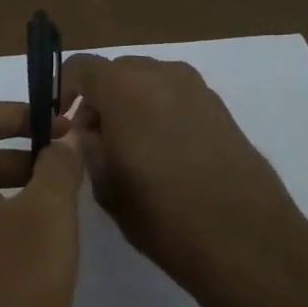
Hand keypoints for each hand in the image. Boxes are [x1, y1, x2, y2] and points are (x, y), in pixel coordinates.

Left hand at [0, 102, 85, 306]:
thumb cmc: (11, 291)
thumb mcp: (49, 219)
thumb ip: (59, 167)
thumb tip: (65, 137)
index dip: (19, 112)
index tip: (58, 129)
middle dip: (20, 156)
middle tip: (64, 176)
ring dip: (9, 192)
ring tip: (53, 218)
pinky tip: (28, 259)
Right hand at [59, 54, 307, 306]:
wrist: (246, 240)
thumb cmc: (164, 216)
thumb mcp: (107, 186)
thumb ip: (87, 147)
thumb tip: (83, 131)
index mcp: (125, 88)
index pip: (81, 67)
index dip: (63, 90)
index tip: (61, 123)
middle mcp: (162, 75)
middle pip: (116, 71)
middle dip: (98, 98)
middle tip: (93, 140)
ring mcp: (197, 89)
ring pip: (148, 81)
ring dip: (130, 104)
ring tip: (129, 149)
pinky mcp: (221, 108)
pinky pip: (175, 96)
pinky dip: (158, 111)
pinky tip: (163, 155)